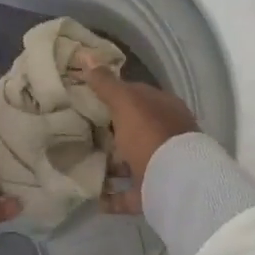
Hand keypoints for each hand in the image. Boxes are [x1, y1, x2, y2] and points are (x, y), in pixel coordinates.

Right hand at [78, 55, 200, 215]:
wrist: (175, 182)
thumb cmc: (151, 134)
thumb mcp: (126, 103)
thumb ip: (107, 84)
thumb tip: (86, 56)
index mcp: (164, 109)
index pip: (137, 96)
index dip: (113, 94)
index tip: (86, 98)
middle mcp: (165, 136)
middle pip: (134, 131)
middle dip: (111, 132)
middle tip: (79, 132)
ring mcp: (161, 167)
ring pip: (131, 163)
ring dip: (110, 165)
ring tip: (81, 164)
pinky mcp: (153, 194)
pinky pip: (127, 196)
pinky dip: (111, 197)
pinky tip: (93, 198)